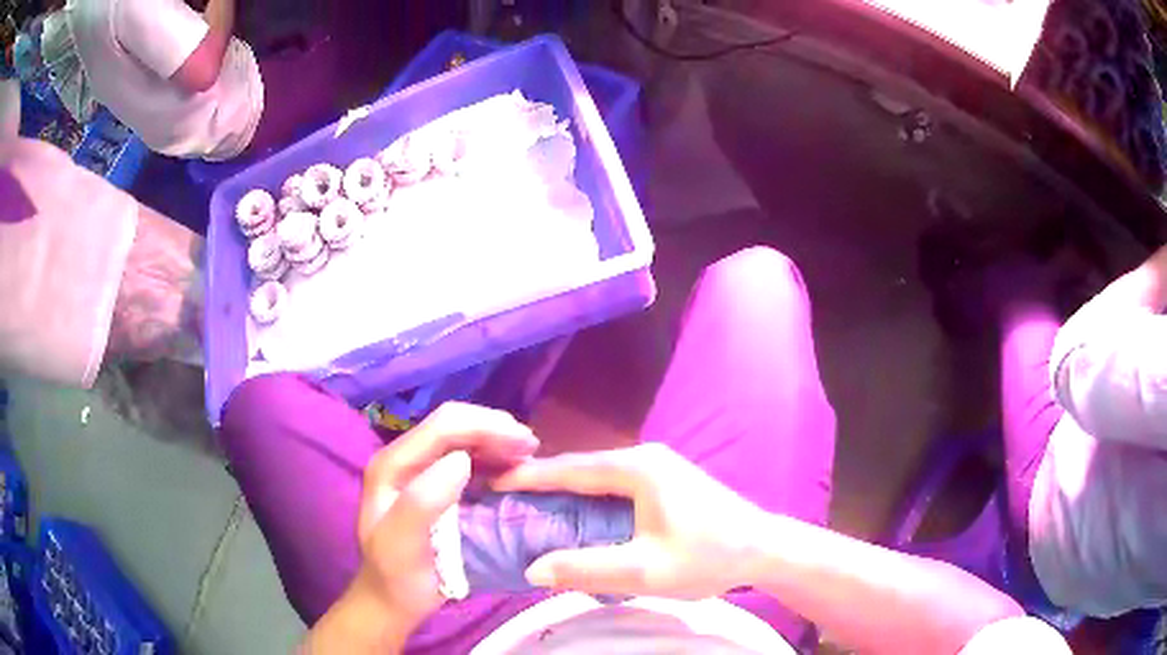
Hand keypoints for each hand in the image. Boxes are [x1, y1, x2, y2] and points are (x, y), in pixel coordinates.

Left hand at [355, 402, 539, 625]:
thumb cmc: (397, 574)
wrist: (393, 597)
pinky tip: (513, 470)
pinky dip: (494, 458)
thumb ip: (423, 501)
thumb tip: (461, 460)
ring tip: (529, 457)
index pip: (442, 426)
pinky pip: (469, 459)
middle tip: (533, 448)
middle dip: (495, 429)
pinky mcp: (435, 484)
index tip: (526, 444)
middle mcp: (406, 459)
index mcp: (393, 465)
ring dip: (498, 442)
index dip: (485, 426)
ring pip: (463, 438)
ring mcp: (420, 470)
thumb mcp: (402, 544)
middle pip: (454, 425)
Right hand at [494, 443, 765, 598]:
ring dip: (565, 489)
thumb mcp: (644, 572)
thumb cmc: (708, 557)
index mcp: (638, 469)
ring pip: (598, 476)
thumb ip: (586, 569)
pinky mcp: (667, 480)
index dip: (529, 476)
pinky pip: (615, 484)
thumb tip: (532, 569)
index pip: (570, 469)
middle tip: (505, 497)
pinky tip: (576, 513)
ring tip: (530, 506)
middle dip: (543, 481)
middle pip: (582, 468)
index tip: (492, 480)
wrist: (763, 548)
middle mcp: (645, 457)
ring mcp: (659, 466)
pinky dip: (588, 496)